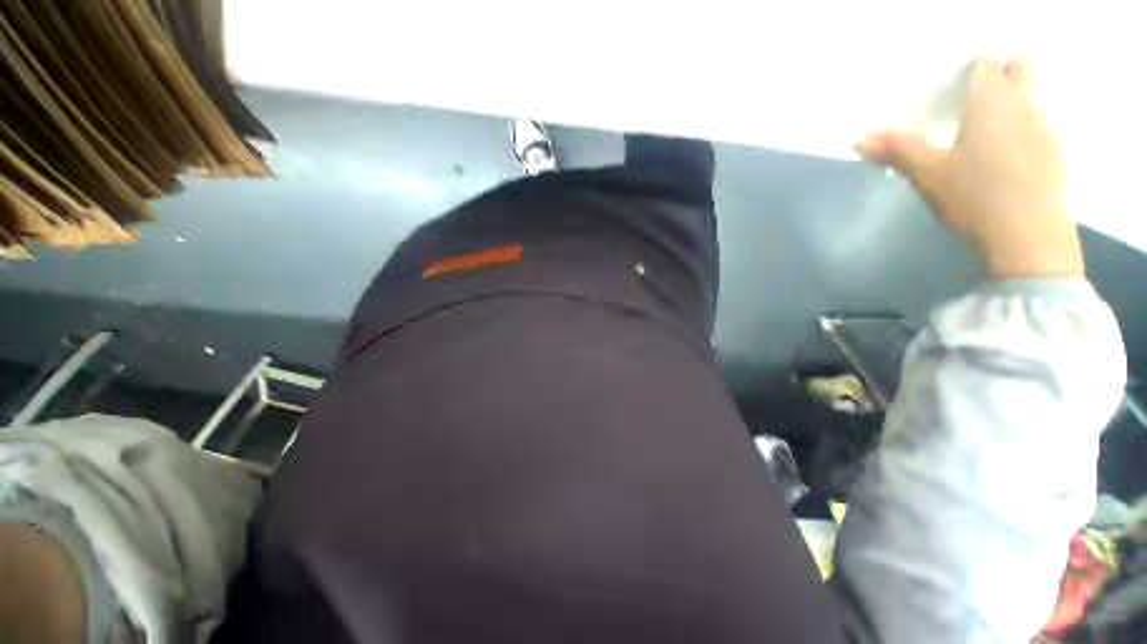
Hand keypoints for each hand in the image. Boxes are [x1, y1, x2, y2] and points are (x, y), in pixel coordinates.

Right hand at [856, 58, 1083, 277]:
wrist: (1027, 239)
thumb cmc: (974, 197)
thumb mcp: (927, 174)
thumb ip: (897, 151)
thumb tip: (860, 140)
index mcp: (990, 103)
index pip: (986, 66)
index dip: (973, 70)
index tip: (957, 86)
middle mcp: (1023, 107)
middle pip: (1021, 70)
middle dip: (1004, 74)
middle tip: (979, 99)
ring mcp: (1044, 131)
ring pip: (1032, 100)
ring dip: (1015, 105)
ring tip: (988, 134)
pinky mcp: (1055, 158)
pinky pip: (1039, 130)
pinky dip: (1024, 133)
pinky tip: (1007, 162)